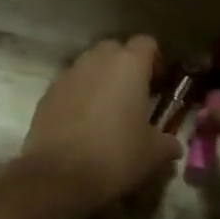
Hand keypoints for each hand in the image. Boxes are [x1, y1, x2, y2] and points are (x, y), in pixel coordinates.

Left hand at [16, 36, 182, 216]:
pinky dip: (78, 96)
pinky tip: (82, 124)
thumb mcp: (152, 154)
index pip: (147, 43)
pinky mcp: (46, 93)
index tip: (158, 85)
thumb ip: (167, 143)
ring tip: (106, 111)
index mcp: (128, 65)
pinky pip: (69, 85)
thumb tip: (173, 146)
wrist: (58, 175)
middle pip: (115, 49)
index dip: (155, 61)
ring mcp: (67, 74)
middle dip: (125, 67)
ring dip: (99, 80)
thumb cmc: (115, 155)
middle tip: (133, 96)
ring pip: (89, 65)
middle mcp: (96, 60)